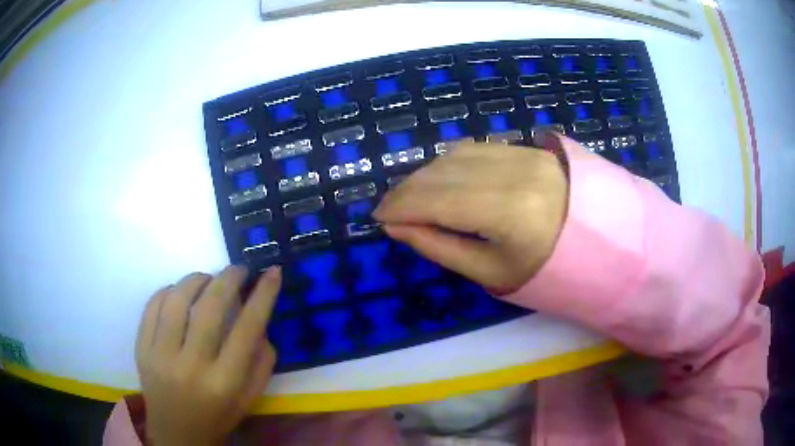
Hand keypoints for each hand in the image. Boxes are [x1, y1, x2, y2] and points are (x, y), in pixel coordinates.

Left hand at [135, 266, 281, 445]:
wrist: (176, 433)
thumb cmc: (217, 416)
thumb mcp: (250, 399)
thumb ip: (261, 362)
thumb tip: (260, 321)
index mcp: (224, 383)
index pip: (247, 330)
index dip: (262, 296)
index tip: (272, 272)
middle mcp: (191, 367)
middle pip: (210, 308)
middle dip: (228, 279)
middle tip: (238, 270)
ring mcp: (160, 356)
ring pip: (177, 300)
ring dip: (196, 279)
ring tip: (208, 278)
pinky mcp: (141, 348)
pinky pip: (152, 306)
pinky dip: (169, 290)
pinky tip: (179, 292)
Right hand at [373, 134, 568, 292]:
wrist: (602, 243)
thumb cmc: (549, 270)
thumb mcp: (491, 272)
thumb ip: (441, 247)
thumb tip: (398, 228)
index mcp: (509, 211)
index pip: (437, 199)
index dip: (400, 206)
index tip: (379, 217)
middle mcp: (515, 172)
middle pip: (442, 171)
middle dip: (407, 189)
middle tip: (390, 208)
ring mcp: (525, 153)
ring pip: (456, 154)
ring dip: (427, 173)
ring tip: (413, 196)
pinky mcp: (530, 148)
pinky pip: (477, 148)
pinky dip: (451, 163)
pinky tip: (443, 179)